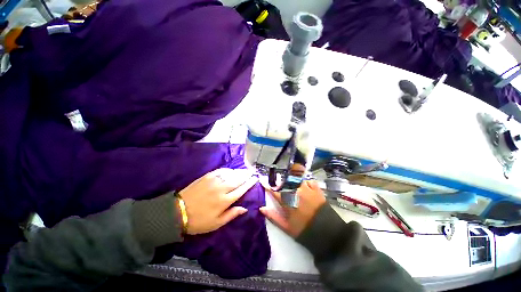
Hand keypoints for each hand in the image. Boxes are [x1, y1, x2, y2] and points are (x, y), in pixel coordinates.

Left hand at [179, 168, 257, 234]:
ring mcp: (214, 181)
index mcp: (225, 201)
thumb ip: (232, 214)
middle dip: (246, 175)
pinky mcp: (207, 176)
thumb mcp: (216, 223)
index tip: (255, 179)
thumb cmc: (199, 221)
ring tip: (244, 170)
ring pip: (230, 174)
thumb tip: (245, 208)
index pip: (241, 189)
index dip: (249, 183)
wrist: (178, 212)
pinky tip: (231, 170)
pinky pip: (220, 171)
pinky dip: (228, 170)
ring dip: (239, 171)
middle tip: (252, 171)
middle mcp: (221, 189)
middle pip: (238, 179)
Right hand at [260, 180, 325, 237]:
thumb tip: (261, 208)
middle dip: (281, 182)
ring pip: (296, 179)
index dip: (268, 186)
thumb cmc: (304, 230)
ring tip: (294, 185)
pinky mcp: (316, 189)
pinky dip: (306, 182)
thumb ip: (273, 216)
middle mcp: (295, 191)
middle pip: (285, 181)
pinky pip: (308, 180)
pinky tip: (306, 187)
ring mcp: (307, 188)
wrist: (327, 233)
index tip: (263, 181)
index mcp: (287, 200)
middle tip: (281, 185)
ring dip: (293, 180)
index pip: (274, 190)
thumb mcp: (286, 226)